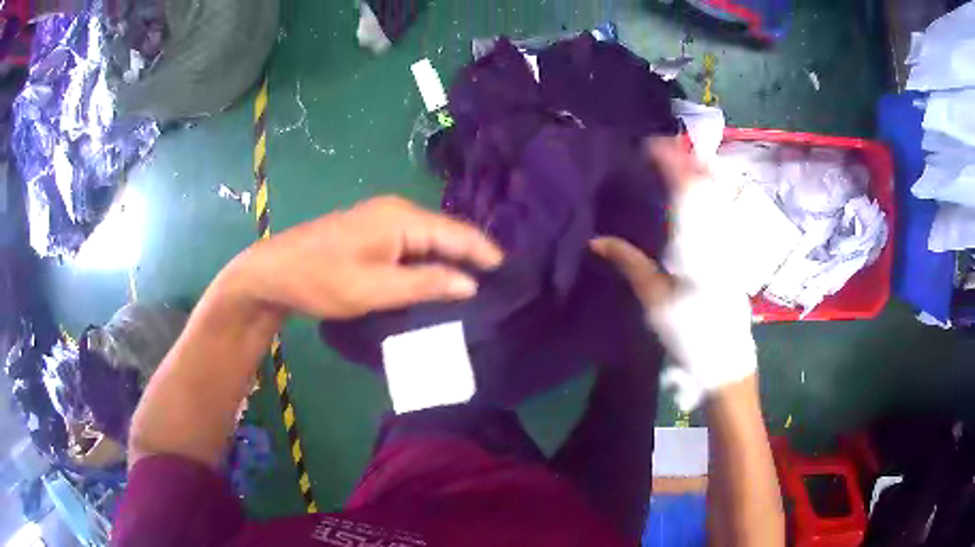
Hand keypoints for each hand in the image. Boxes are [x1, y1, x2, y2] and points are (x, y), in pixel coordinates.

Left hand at [233, 196, 503, 318]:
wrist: (275, 271)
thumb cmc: (322, 279)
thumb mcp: (374, 288)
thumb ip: (425, 284)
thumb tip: (470, 284)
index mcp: (402, 218)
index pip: (456, 233)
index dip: (484, 253)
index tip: (510, 274)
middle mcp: (397, 210)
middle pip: (445, 233)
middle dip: (471, 256)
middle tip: (498, 283)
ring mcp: (383, 219)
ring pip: (430, 240)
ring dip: (451, 260)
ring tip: (477, 284)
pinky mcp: (373, 232)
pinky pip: (413, 245)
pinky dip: (429, 261)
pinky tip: (439, 278)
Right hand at [593, 135, 757, 405]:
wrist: (725, 360)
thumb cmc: (688, 331)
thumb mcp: (653, 298)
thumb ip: (629, 263)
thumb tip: (594, 239)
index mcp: (694, 241)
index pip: (683, 189)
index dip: (669, 162)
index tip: (651, 144)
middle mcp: (716, 235)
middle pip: (706, 184)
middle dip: (688, 158)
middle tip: (667, 144)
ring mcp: (729, 244)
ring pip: (719, 196)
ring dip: (702, 171)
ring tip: (684, 157)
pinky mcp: (733, 255)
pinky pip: (724, 212)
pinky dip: (713, 193)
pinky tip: (705, 192)